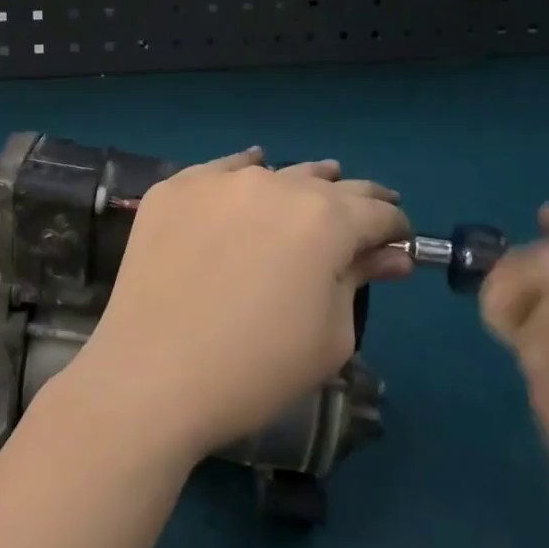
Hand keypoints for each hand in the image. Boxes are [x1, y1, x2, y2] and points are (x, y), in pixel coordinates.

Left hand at [62, 147, 411, 465]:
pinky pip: (219, 171)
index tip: (397, 243)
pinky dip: (241, 174)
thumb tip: (388, 255)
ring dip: (297, 185)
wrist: (151, 375)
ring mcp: (216, 181)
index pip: (376, 212)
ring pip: (272, 173)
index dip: (393, 229)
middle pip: (326, 184)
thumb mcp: (329, 335)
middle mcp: (272, 184)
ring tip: (309, 193)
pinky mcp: (172, 189)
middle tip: (364, 214)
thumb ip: (358, 281)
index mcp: (323, 219)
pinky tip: (247, 176)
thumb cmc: (255, 368)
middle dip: (353, 202)